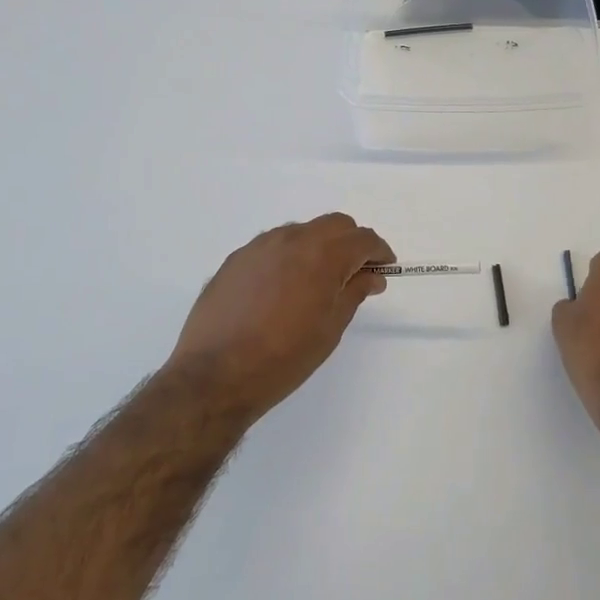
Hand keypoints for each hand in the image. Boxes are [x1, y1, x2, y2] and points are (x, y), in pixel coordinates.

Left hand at [169, 214, 394, 421]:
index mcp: (322, 255)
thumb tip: (371, 276)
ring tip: (317, 282)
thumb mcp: (330, 328)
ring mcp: (260, 246)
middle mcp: (291, 239)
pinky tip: (283, 288)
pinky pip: (273, 246)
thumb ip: (354, 293)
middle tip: (356, 274)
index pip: (362, 239)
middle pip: (334, 224)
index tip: (384, 269)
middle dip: (352, 242)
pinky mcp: (236, 259)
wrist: (215, 374)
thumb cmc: (284, 357)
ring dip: (319, 247)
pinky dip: (290, 256)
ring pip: (302, 231)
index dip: (379, 252)